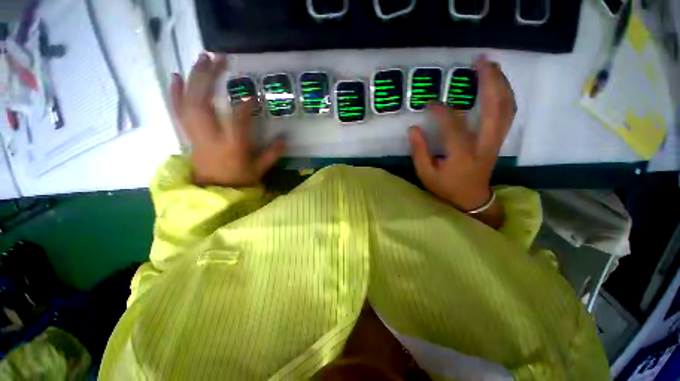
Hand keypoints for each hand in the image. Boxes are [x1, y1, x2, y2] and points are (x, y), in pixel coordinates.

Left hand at [170, 53, 284, 187]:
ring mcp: (196, 135)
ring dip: (193, 77)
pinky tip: (176, 76)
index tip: (253, 96)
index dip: (245, 105)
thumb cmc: (238, 181)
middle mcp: (211, 138)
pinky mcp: (188, 135)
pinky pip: (177, 111)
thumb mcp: (259, 170)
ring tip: (201, 58)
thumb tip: (284, 139)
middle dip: (208, 77)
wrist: (214, 191)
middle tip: (218, 58)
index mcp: (232, 148)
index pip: (237, 121)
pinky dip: (174, 93)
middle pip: (203, 103)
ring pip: (188, 102)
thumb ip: (272, 154)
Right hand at [408, 58, 515, 223]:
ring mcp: (496, 141)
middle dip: (489, 81)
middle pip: (495, 107)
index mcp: (462, 154)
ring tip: (492, 65)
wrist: (471, 199)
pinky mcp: (499, 141)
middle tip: (480, 61)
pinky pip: (508, 114)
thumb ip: (419, 151)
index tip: (429, 104)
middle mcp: (484, 144)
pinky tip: (498, 85)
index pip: (453, 125)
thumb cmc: (446, 188)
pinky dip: (506, 96)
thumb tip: (413, 129)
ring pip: (507, 108)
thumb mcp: (426, 174)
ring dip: (501, 84)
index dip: (441, 111)